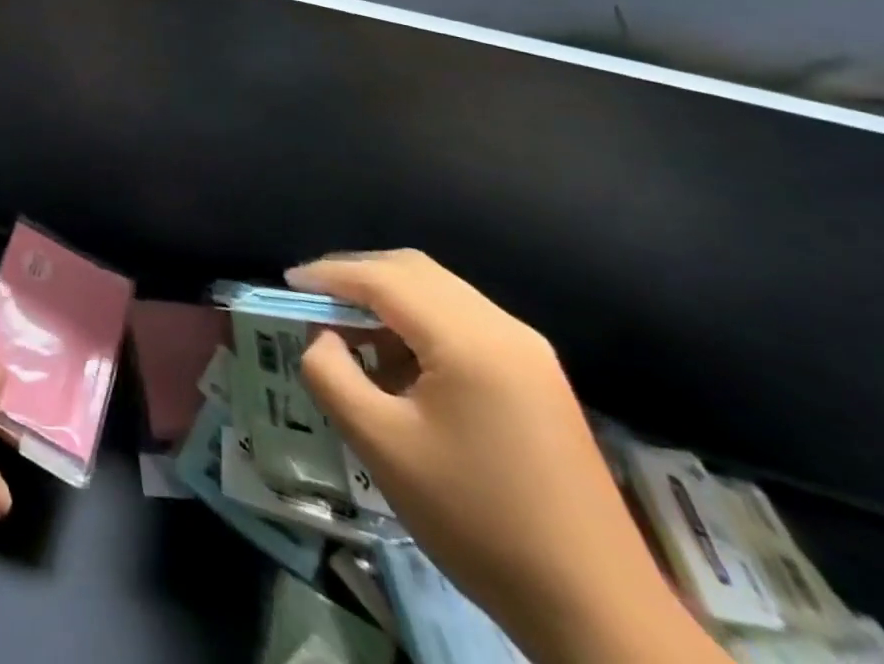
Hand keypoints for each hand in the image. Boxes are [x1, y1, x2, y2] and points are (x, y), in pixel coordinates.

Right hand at [289, 251, 725, 663]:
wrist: (596, 611)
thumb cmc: (476, 520)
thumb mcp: (381, 445)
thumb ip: (332, 375)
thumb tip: (322, 339)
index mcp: (469, 339)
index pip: (382, 278)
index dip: (328, 273)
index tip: (287, 284)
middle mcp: (503, 328)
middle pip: (414, 271)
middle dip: (356, 276)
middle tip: (313, 300)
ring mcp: (529, 353)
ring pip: (440, 292)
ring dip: (388, 297)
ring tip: (348, 329)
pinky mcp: (538, 379)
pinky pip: (464, 322)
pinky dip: (419, 322)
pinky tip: (398, 360)